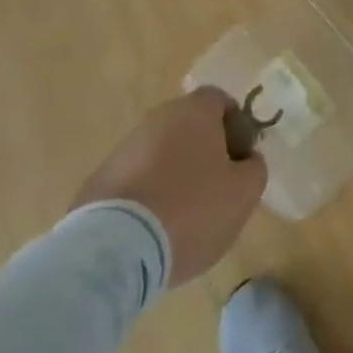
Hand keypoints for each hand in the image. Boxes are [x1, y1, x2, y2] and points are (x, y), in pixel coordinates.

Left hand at [69, 87, 266, 284]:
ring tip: (180, 219)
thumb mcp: (243, 193)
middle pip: (189, 127)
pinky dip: (146, 198)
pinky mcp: (98, 181)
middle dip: (203, 153)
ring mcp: (124, 149)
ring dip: (172, 176)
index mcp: (195, 111)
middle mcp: (158, 118)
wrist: (114, 250)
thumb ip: (254, 169)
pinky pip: (134, 181)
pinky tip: (150, 231)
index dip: (235, 127)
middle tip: (214, 191)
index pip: (221, 101)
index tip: (239, 161)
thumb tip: (247, 161)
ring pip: (160, 154)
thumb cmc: (190, 210)